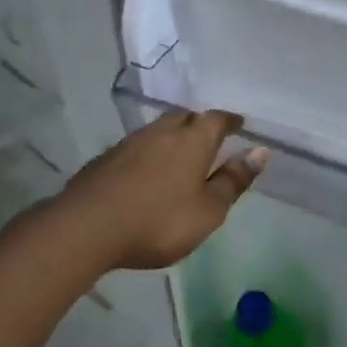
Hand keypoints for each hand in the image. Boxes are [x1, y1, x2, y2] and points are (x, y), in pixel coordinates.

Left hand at [61, 110, 268, 269]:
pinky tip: (145, 172)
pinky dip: (148, 153)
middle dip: (199, 124)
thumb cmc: (158, 221)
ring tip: (178, 154)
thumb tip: (260, 151)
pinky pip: (136, 147)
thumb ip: (233, 181)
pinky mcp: (105, 159)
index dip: (230, 120)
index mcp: (193, 139)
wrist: (86, 228)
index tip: (239, 125)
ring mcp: (130, 142)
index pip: (217, 119)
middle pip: (186, 117)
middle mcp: (163, 131)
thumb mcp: (208, 210)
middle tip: (209, 137)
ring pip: (158, 130)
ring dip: (172, 137)